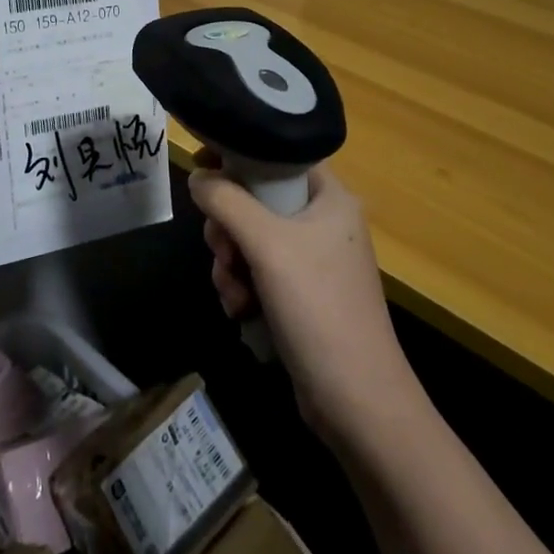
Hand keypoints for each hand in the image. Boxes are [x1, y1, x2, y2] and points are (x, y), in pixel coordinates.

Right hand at [190, 151, 407, 443]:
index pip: (279, 155)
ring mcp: (312, 261)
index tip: (202, 164)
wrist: (356, 399)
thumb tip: (198, 176)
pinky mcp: (301, 295)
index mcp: (330, 198)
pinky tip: (241, 311)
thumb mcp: (266, 245)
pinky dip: (242, 286)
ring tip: (234, 293)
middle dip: (228, 228)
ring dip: (230, 264)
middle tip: (222, 249)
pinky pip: (257, 272)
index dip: (239, 154)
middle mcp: (324, 223)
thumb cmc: (317, 306)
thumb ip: (226, 201)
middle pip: (256, 200)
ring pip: (250, 239)